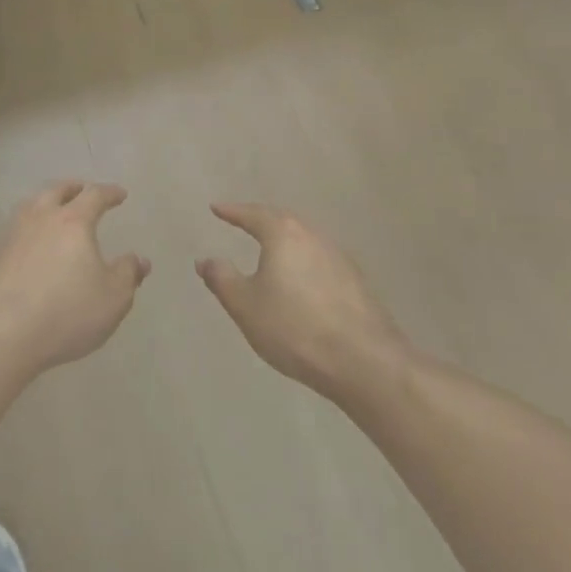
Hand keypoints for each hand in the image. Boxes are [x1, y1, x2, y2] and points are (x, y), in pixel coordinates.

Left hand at [0, 182, 147, 377]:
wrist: (3, 332)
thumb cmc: (67, 312)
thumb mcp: (112, 298)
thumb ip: (128, 274)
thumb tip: (140, 260)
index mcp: (73, 222)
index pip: (94, 195)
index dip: (109, 193)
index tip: (120, 194)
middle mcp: (41, 219)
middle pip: (57, 191)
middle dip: (73, 189)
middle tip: (82, 190)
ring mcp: (13, 235)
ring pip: (31, 206)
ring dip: (46, 202)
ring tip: (54, 210)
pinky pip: (16, 230)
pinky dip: (29, 228)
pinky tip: (32, 243)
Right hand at [197, 203, 407, 397]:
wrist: (365, 363)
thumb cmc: (294, 328)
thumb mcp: (245, 305)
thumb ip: (222, 278)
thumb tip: (204, 259)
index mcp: (284, 234)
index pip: (253, 214)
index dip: (232, 211)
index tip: (216, 208)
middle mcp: (314, 236)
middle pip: (283, 220)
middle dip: (261, 219)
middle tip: (243, 220)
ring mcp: (340, 259)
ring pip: (305, 239)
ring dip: (285, 239)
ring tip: (270, 247)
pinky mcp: (357, 283)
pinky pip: (321, 260)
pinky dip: (303, 260)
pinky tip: (301, 278)